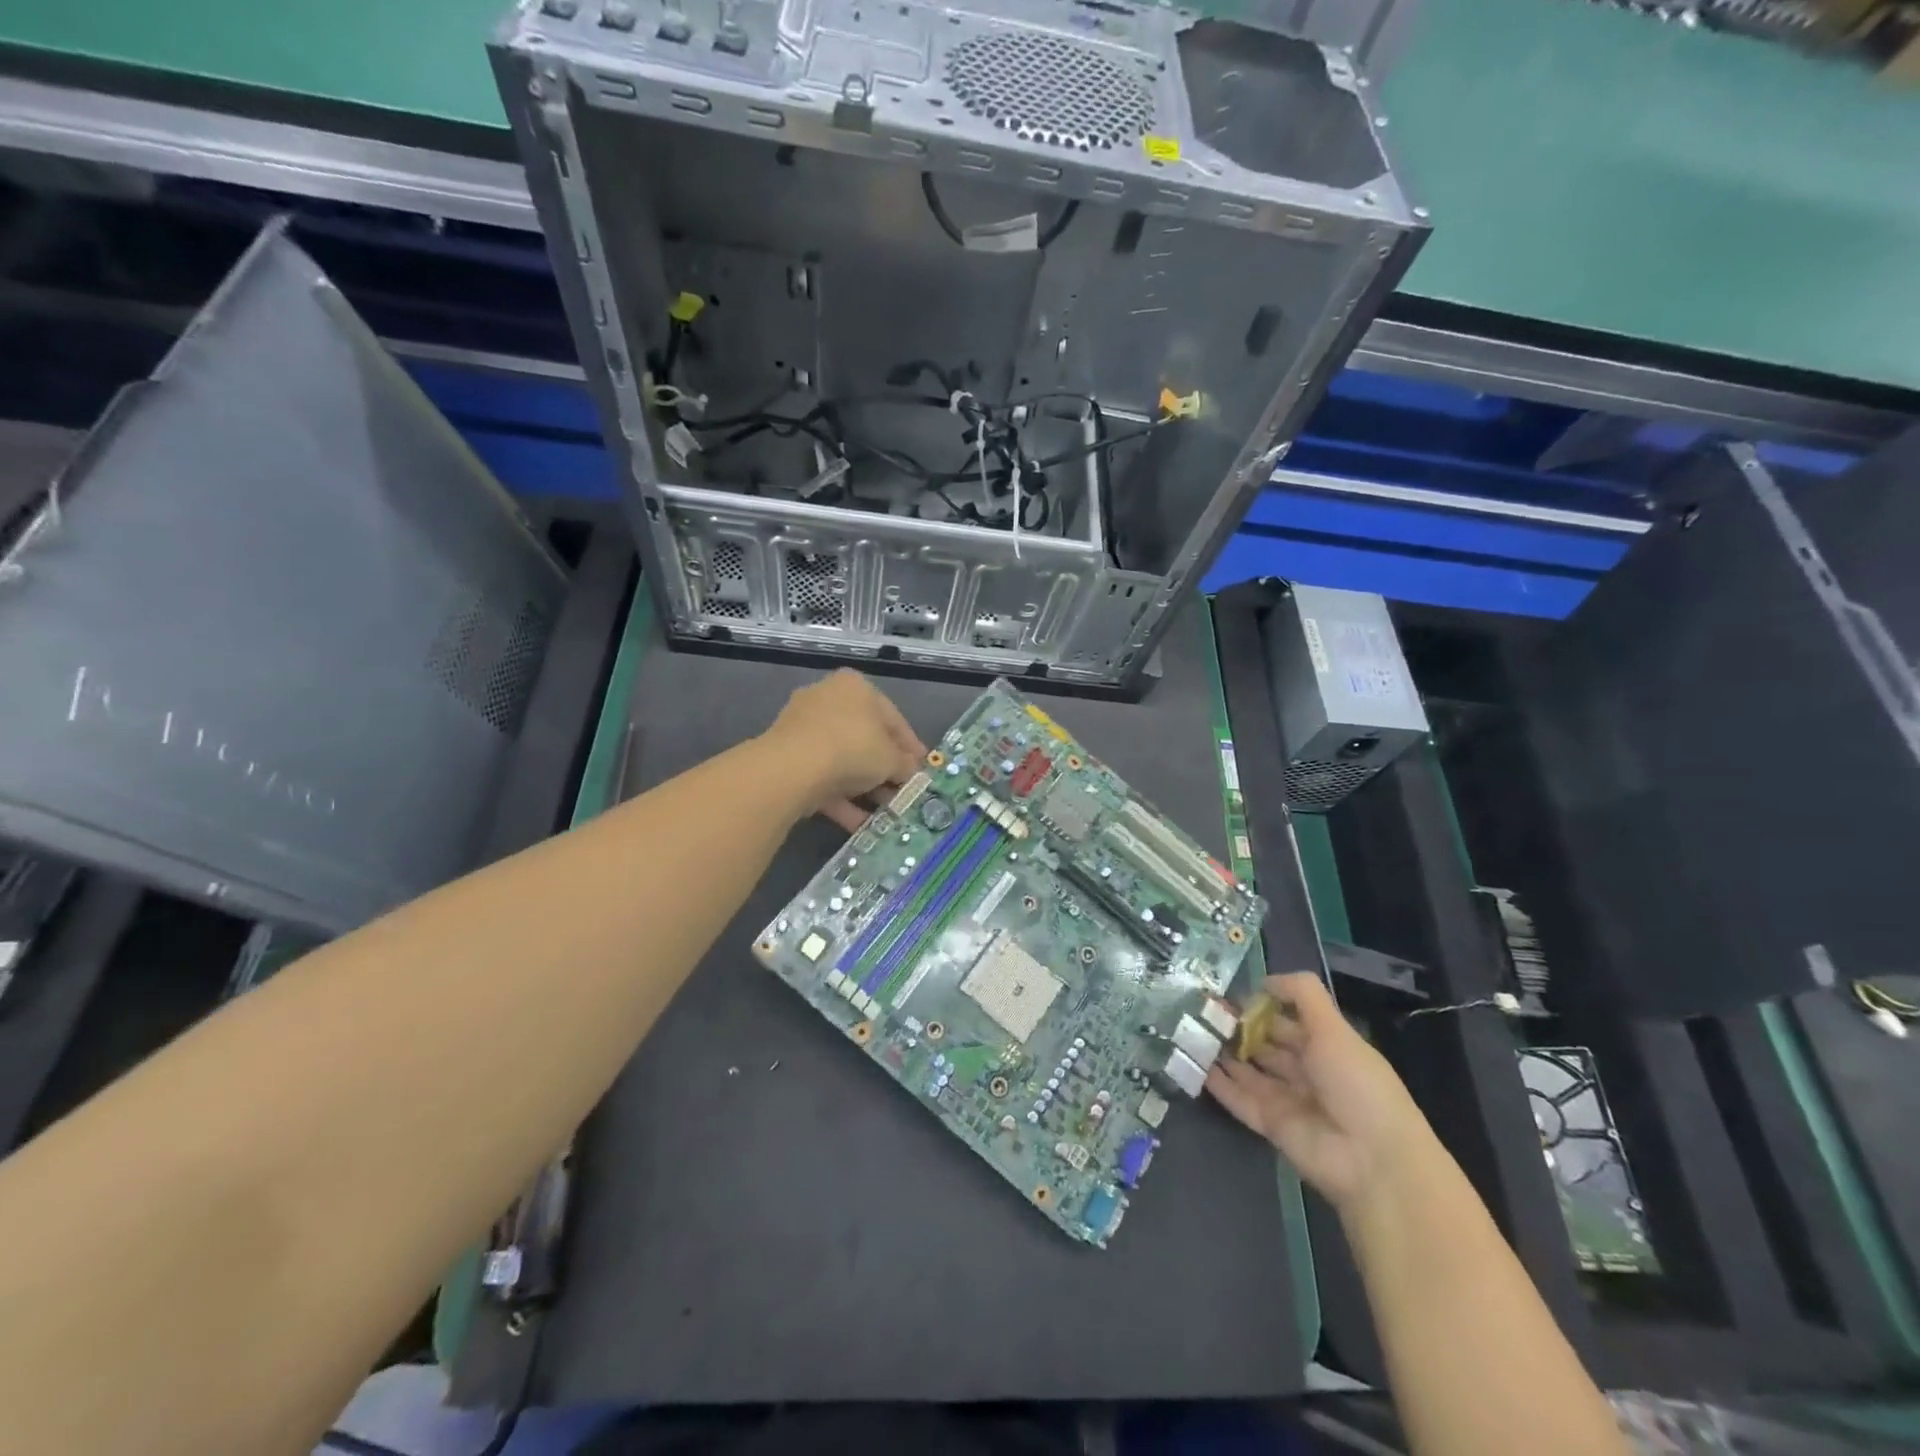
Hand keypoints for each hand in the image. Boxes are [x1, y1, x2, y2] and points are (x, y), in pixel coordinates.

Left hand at [764, 669, 925, 831]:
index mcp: (856, 687)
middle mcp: (827, 699)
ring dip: (864, 788)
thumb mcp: (892, 759)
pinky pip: (822, 777)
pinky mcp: (787, 757)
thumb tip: (910, 771)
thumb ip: (905, 765)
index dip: (910, 746)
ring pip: (842, 761)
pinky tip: (861, 823)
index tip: (922, 767)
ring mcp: (803, 728)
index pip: (892, 718)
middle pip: (865, 739)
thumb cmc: (854, 747)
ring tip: (884, 812)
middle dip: (885, 769)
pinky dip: (841, 799)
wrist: (794, 767)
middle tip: (902, 791)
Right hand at [1207, 972, 1429, 1209]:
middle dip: (1237, 1028)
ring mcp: (1287, 1100)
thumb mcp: (1334, 1028)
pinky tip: (1193, 1064)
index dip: (1261, 1006)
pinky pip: (1239, 1100)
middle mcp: (1306, 1071)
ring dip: (1223, 1053)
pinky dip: (1218, 1084)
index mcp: (1326, 1047)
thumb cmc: (1356, 1084)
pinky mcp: (1270, 1125)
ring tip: (1190, 1031)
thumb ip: (1301, 994)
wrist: (1372, 1160)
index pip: (1287, 1020)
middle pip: (1265, 1045)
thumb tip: (1264, 980)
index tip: (1229, 994)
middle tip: (1201, 1010)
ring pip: (1248, 1071)